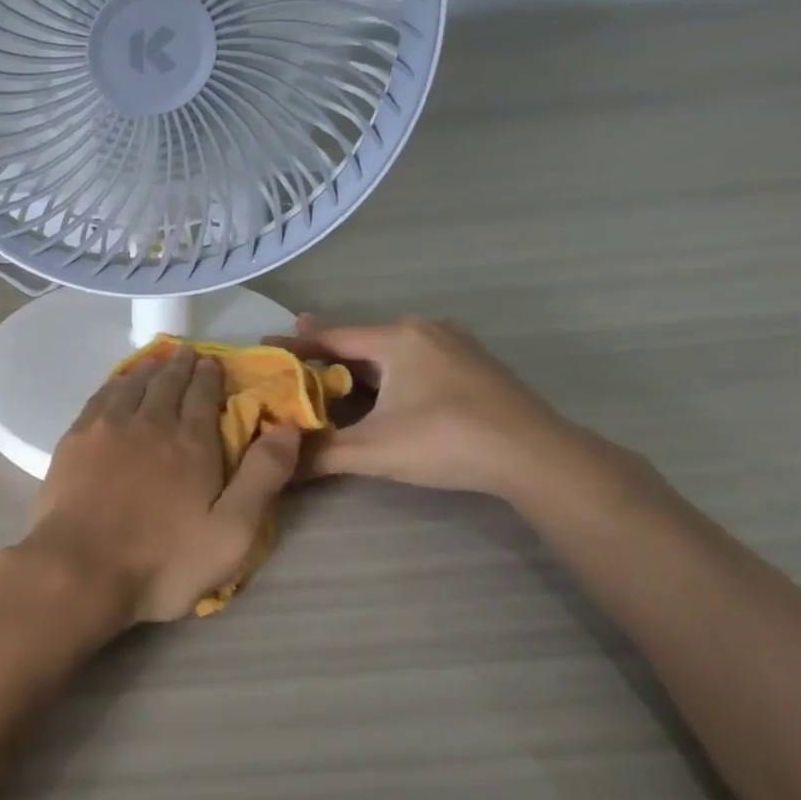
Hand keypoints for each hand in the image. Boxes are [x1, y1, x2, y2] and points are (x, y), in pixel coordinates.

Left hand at [17, 344, 300, 625]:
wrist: (80, 569)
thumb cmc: (163, 561)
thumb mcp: (231, 532)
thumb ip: (262, 476)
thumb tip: (288, 426)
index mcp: (190, 443)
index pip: (202, 396)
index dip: (209, 376)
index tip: (213, 362)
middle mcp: (149, 423)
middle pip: (167, 384)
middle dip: (180, 366)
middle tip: (187, 353)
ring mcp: (107, 428)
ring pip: (132, 385)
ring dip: (148, 369)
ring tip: (156, 361)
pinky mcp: (75, 440)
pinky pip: (100, 397)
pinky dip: (114, 384)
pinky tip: (117, 384)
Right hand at [267, 315, 580, 499]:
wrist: (537, 457)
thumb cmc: (446, 441)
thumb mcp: (373, 451)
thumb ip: (321, 456)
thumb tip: (278, 468)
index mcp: (397, 339)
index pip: (332, 338)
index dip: (294, 345)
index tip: (264, 347)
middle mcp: (424, 331)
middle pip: (361, 342)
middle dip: (326, 355)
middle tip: (293, 363)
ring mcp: (454, 346)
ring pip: (390, 353)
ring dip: (359, 368)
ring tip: (330, 380)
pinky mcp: (473, 367)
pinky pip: (415, 363)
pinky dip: (388, 376)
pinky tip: (381, 396)